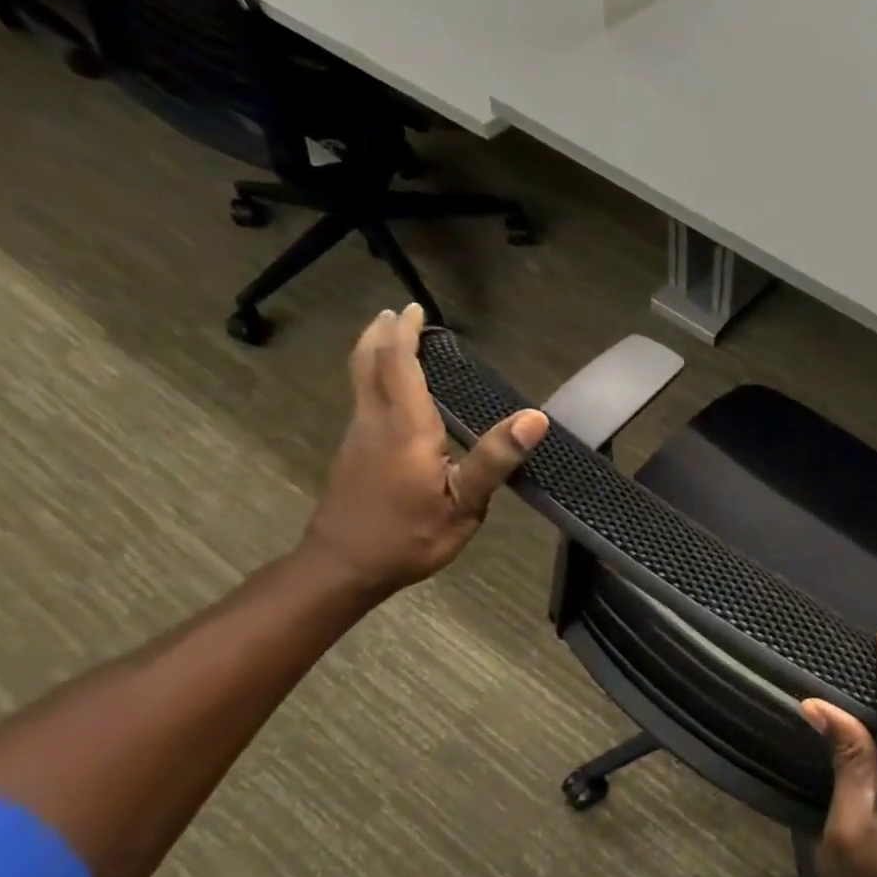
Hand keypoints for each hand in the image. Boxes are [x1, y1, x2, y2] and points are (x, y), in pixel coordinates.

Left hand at [302, 303, 547, 594]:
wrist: (342, 568)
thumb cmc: (409, 537)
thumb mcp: (464, 505)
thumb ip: (496, 459)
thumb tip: (535, 418)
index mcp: (407, 428)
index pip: (400, 365)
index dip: (406, 334)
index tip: (414, 309)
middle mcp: (376, 422)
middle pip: (368, 363)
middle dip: (380, 334)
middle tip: (396, 315)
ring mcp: (358, 437)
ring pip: (360, 380)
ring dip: (375, 354)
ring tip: (395, 342)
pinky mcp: (352, 454)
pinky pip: (363, 400)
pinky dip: (374, 379)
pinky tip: (392, 394)